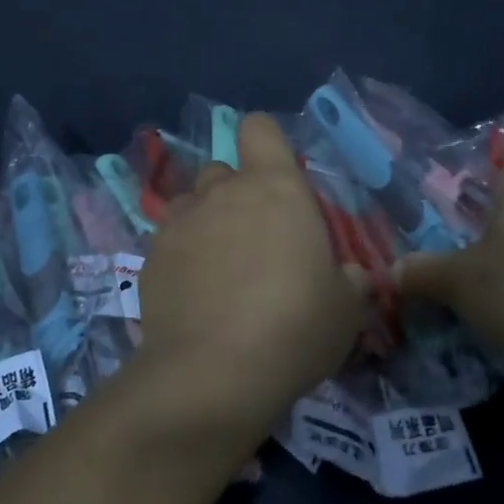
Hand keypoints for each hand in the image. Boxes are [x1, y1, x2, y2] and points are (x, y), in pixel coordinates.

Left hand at [130, 113, 366, 454]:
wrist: (213, 374)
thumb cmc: (295, 327)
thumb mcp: (345, 309)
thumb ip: (351, 281)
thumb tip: (353, 278)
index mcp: (274, 187)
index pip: (259, 128)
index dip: (267, 144)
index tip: (278, 178)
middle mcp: (222, 192)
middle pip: (224, 170)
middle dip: (237, 194)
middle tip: (256, 241)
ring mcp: (179, 222)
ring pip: (192, 203)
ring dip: (206, 223)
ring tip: (219, 268)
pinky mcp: (150, 257)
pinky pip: (168, 241)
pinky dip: (181, 258)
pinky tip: (193, 297)